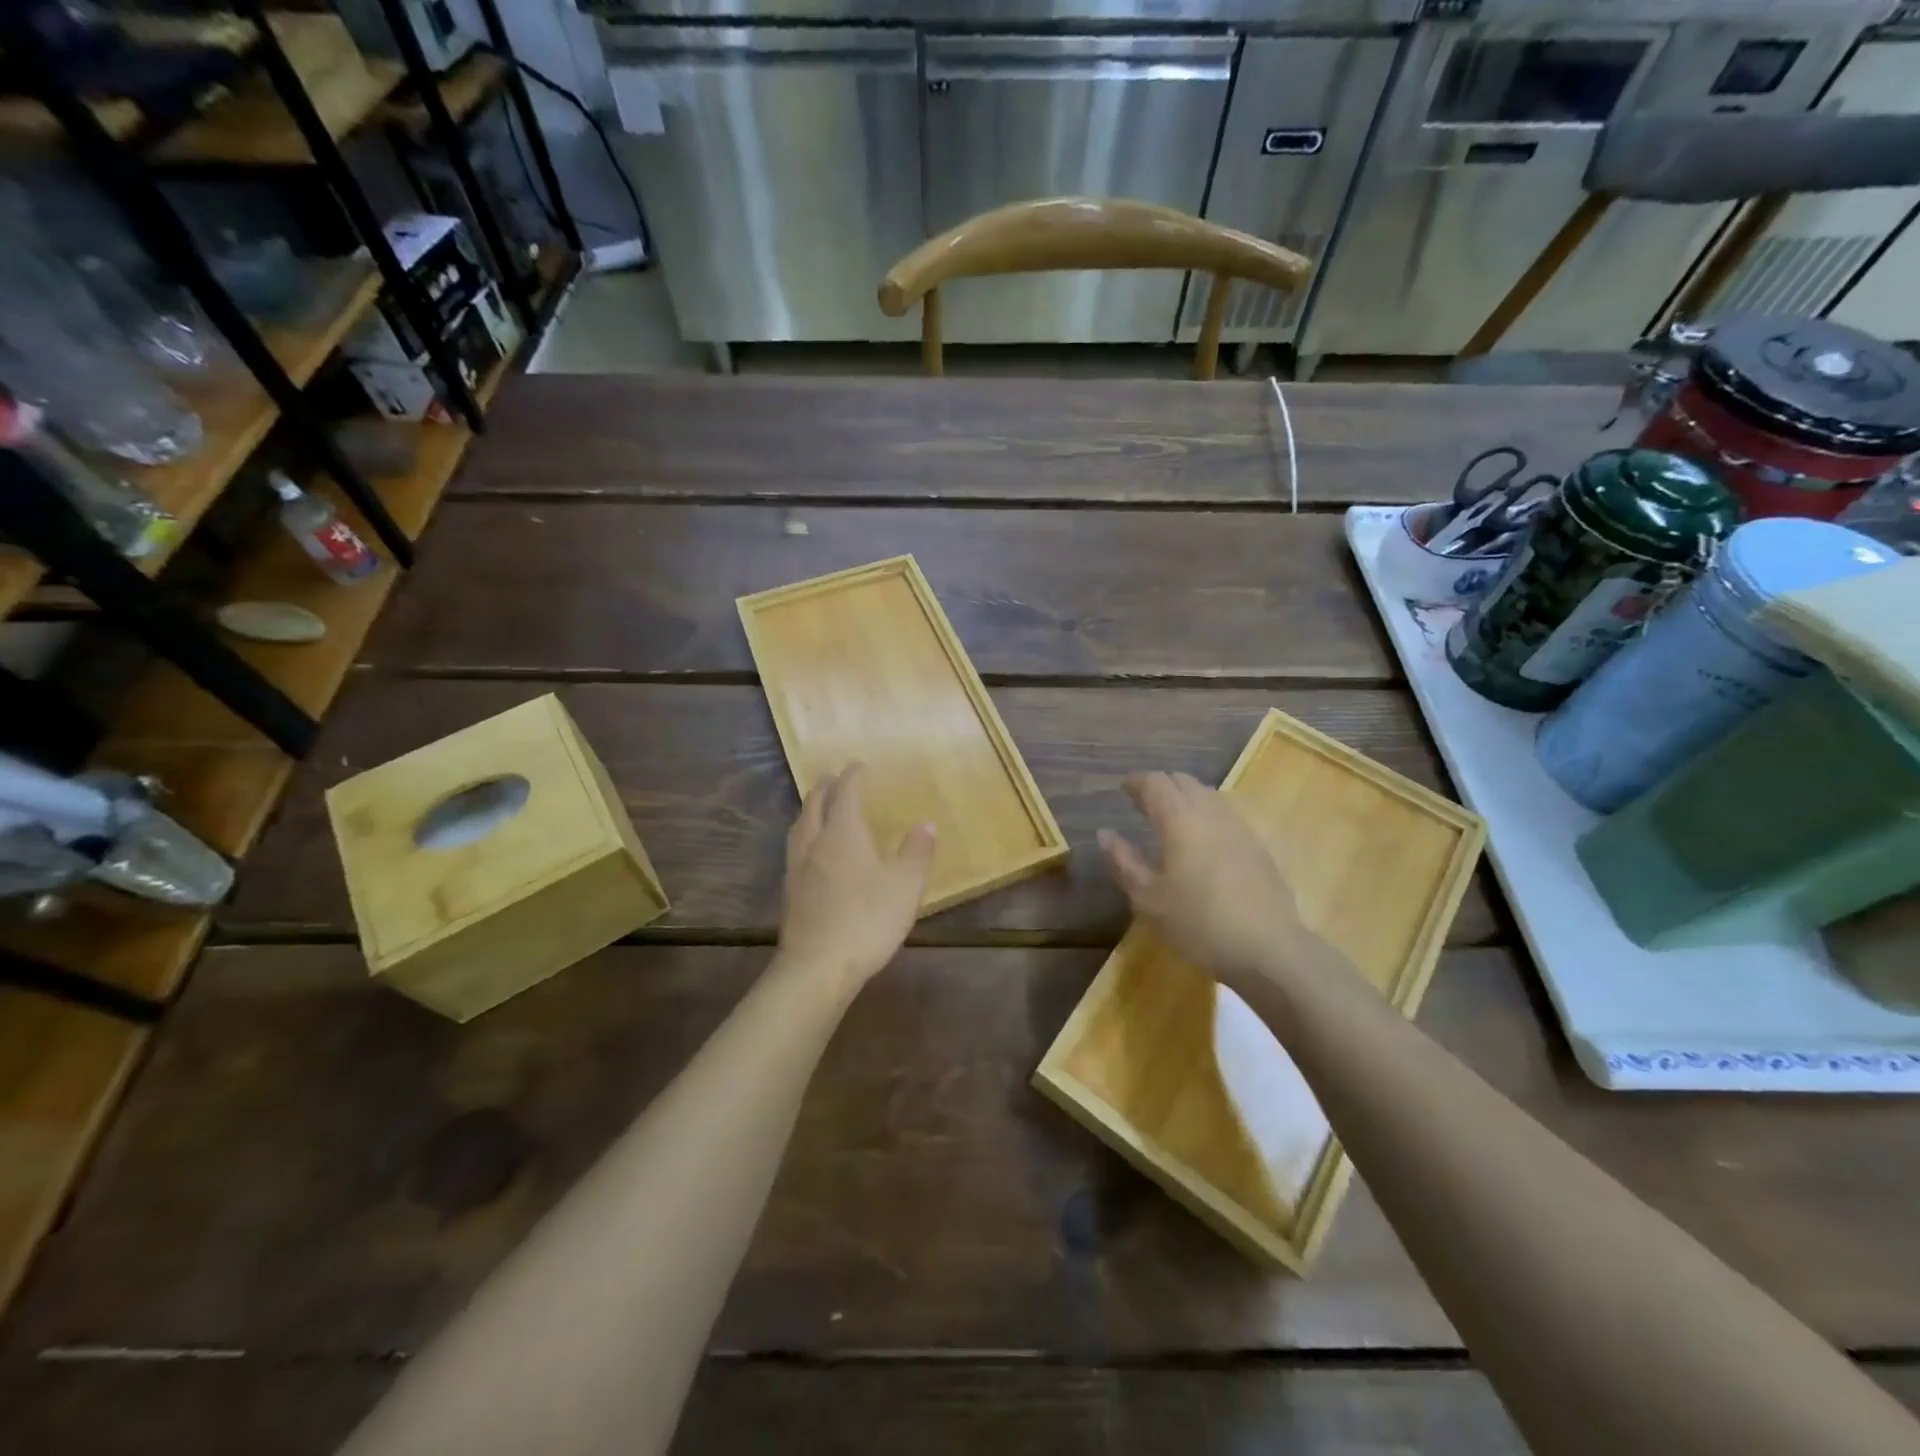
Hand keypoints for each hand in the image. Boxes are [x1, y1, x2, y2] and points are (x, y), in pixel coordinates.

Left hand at [778, 764, 936, 993]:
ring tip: (815, 807)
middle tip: (832, 778)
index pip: (846, 793)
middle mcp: (815, 842)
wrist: (818, 966)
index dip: (853, 776)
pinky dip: (803, 837)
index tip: (859, 766)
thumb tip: (926, 824)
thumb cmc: (868, 919)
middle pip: (814, 804)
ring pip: (799, 827)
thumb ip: (917, 852)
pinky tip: (810, 852)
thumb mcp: (905, 885)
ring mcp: (797, 868)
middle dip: (824, 787)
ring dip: (808, 810)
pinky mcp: (789, 892)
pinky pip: (795, 850)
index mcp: (843, 833)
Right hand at [1098, 771, 1304, 987]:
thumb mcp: (1148, 899)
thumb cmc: (1198, 923)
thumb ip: (1124, 861)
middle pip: (1184, 781)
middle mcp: (1211, 814)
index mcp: (1180, 820)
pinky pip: (1226, 814)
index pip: (1156, 783)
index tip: (1123, 788)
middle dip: (1161, 786)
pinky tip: (1202, 841)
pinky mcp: (1258, 846)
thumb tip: (1105, 833)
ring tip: (1171, 819)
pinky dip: (1206, 813)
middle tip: (1142, 803)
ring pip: (1209, 794)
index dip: (1137, 781)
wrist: (1268, 949)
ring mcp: (1239, 827)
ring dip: (1186, 797)